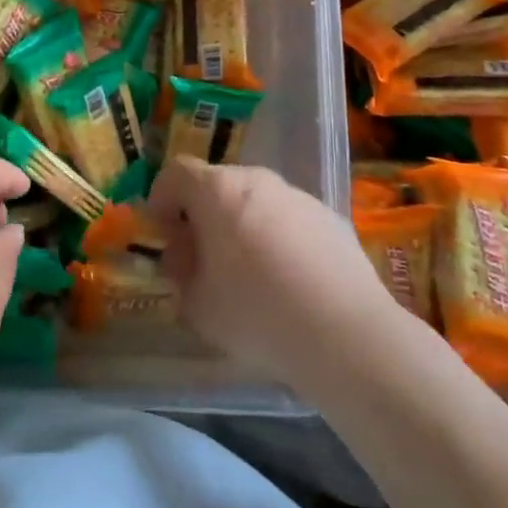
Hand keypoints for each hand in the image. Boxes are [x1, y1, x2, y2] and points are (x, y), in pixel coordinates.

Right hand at [146, 157, 393, 390]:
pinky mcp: (332, 219)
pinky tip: (289, 283)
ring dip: (242, 226)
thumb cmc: (256, 313)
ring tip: (250, 275)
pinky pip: (290, 220)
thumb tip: (184, 257)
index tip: (163, 233)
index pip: (176, 172)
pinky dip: (279, 239)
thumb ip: (181, 273)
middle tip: (202, 257)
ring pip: (256, 201)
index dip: (161, 198)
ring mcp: (299, 197)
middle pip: (217, 184)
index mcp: (217, 191)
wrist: (346, 334)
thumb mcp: (197, 304)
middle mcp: (257, 181)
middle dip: (203, 215)